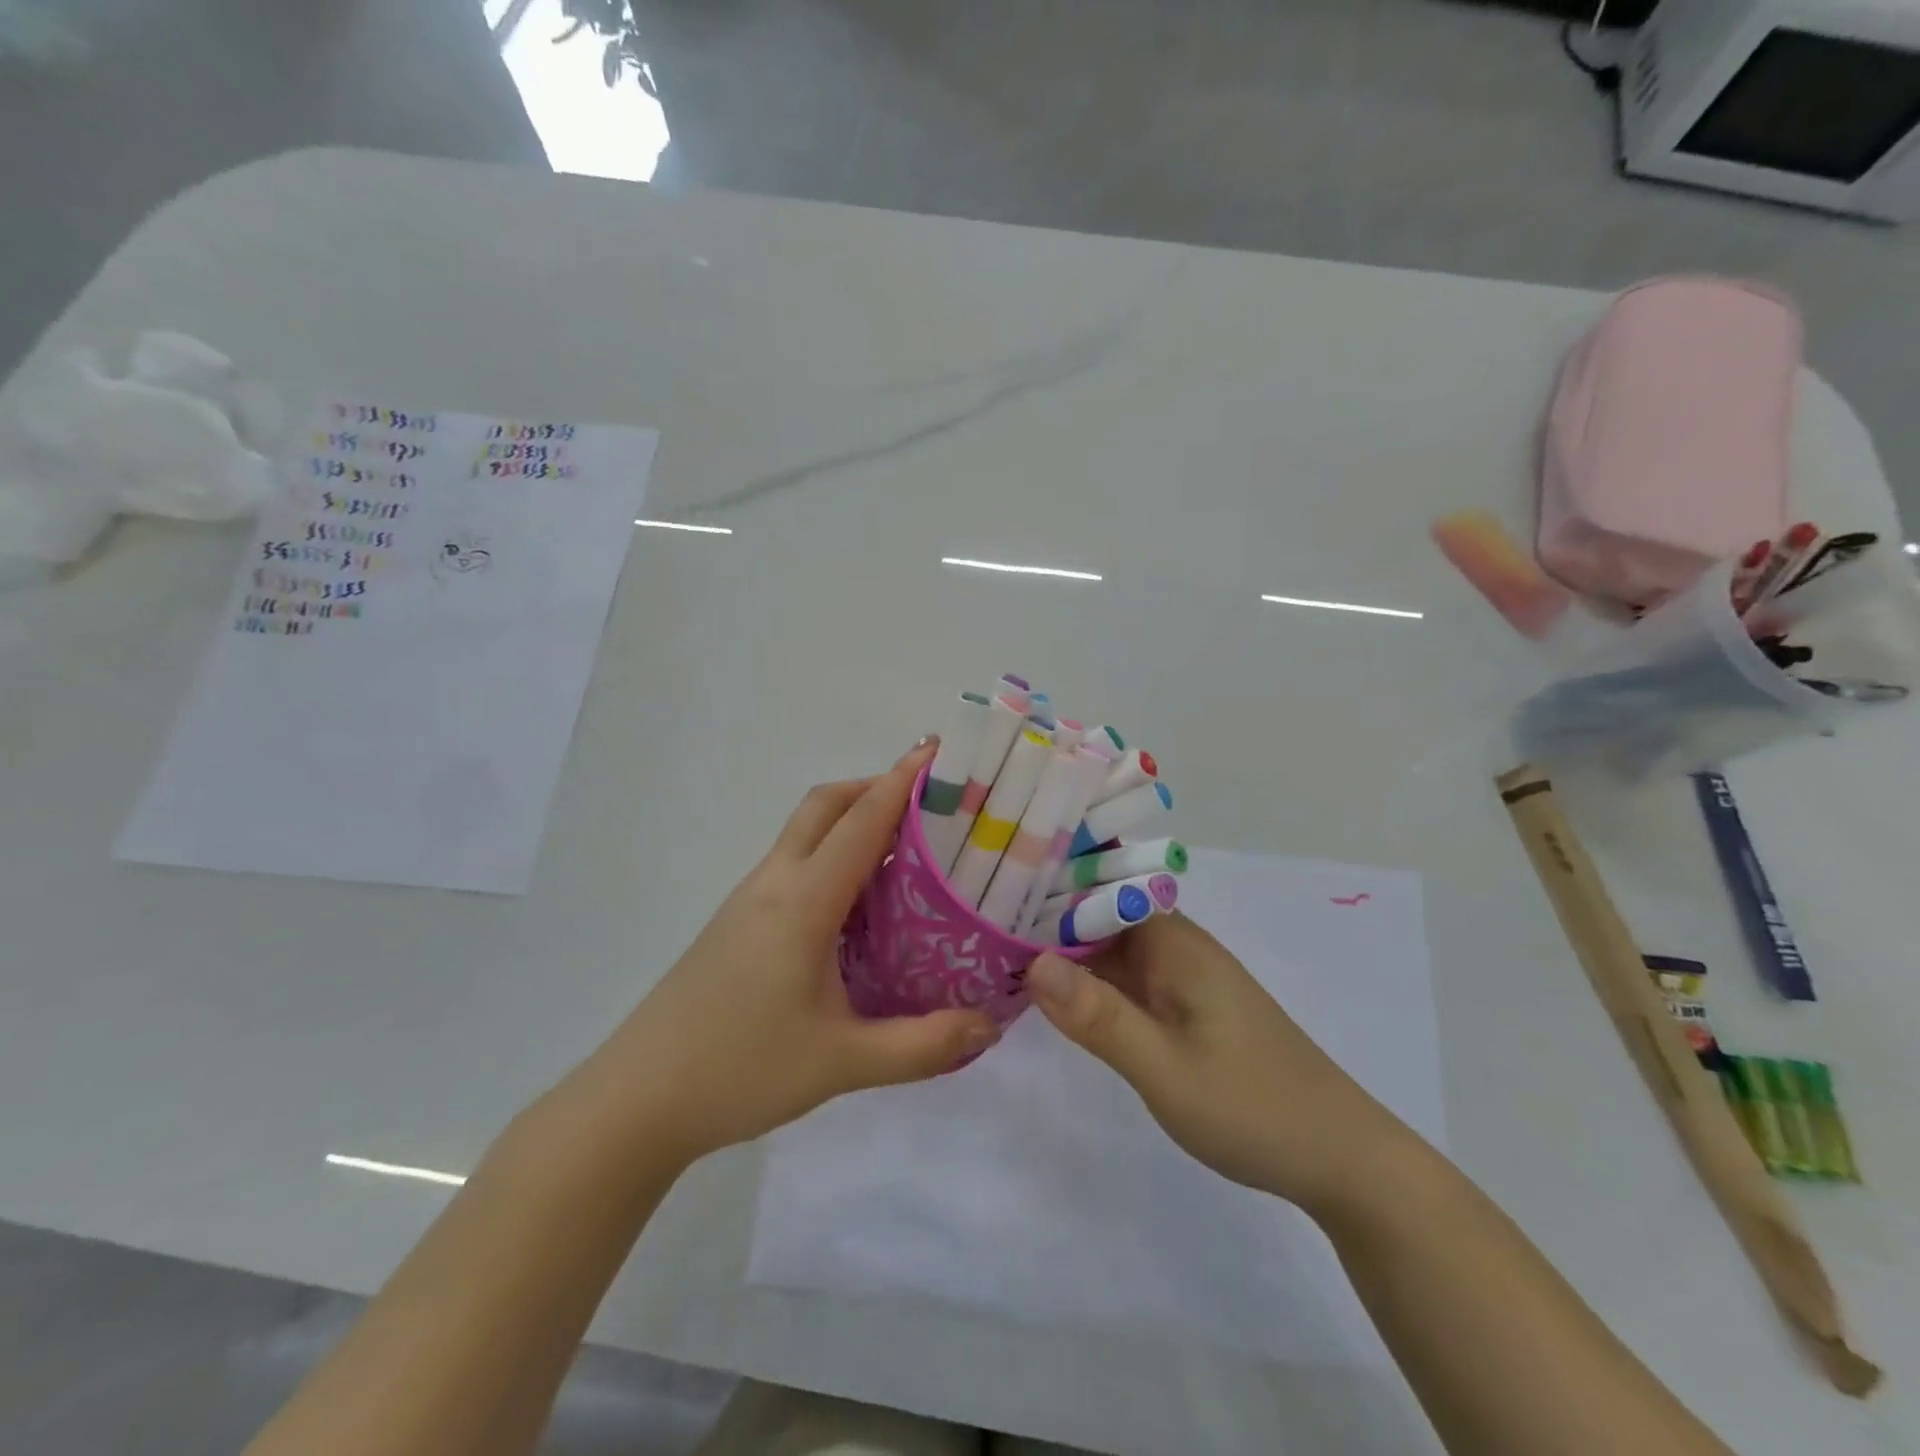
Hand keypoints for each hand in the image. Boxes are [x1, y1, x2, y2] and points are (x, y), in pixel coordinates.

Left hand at [593, 738, 1000, 1163]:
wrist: (638, 1098)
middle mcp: (775, 884)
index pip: (861, 822)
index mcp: (803, 901)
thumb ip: (922, 1046)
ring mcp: (750, 900)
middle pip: (824, 806)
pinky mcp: (737, 921)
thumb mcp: (842, 1063)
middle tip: (927, 803)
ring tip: (905, 848)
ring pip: (804, 832)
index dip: (900, 782)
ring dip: (851, 820)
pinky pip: (793, 864)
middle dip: (873, 788)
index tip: (936, 752)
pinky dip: (831, 854)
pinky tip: (857, 902)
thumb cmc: (740, 1070)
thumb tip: (992, 1027)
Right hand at [1026, 913, 1407, 1210]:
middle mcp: (1175, 946)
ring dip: (1062, 951)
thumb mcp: (1164, 1068)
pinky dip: (1086, 982)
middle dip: (1044, 918)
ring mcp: (1179, 977)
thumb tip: (1032, 961)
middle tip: (977, 923)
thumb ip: (1098, 1016)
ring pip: (1108, 948)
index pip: (1101, 888)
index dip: (1048, 885)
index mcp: (1174, 942)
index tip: (991, 892)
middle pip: (1099, 915)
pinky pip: (1123, 979)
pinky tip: (1048, 993)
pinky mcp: (1182, 1007)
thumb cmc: (1252, 1106)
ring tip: (996, 950)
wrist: (1340, 1157)